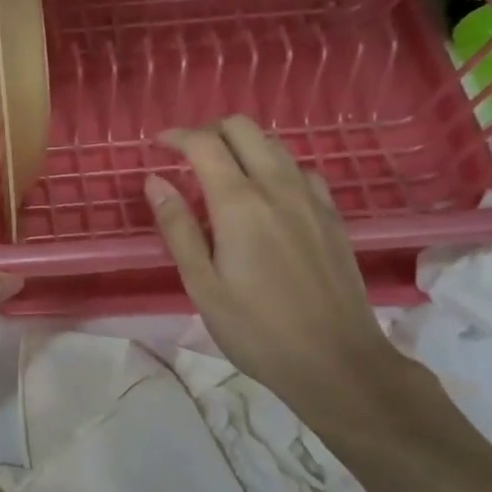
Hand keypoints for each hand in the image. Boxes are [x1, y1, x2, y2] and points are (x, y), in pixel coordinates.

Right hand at [147, 117, 409, 425]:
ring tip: (220, 175)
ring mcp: (311, 199)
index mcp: (239, 204)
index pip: (204, 144)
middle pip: (243, 129)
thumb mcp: (202, 285)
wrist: (337, 362)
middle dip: (209, 131)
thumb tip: (154, 181)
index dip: (176, 136)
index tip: (157, 145)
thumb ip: (177, 227)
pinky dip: (273, 167)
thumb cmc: (256, 330)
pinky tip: (265, 197)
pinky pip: (300, 170)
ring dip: (242, 146)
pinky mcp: (332, 215)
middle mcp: (278, 188)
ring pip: (274, 144)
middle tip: (186, 157)